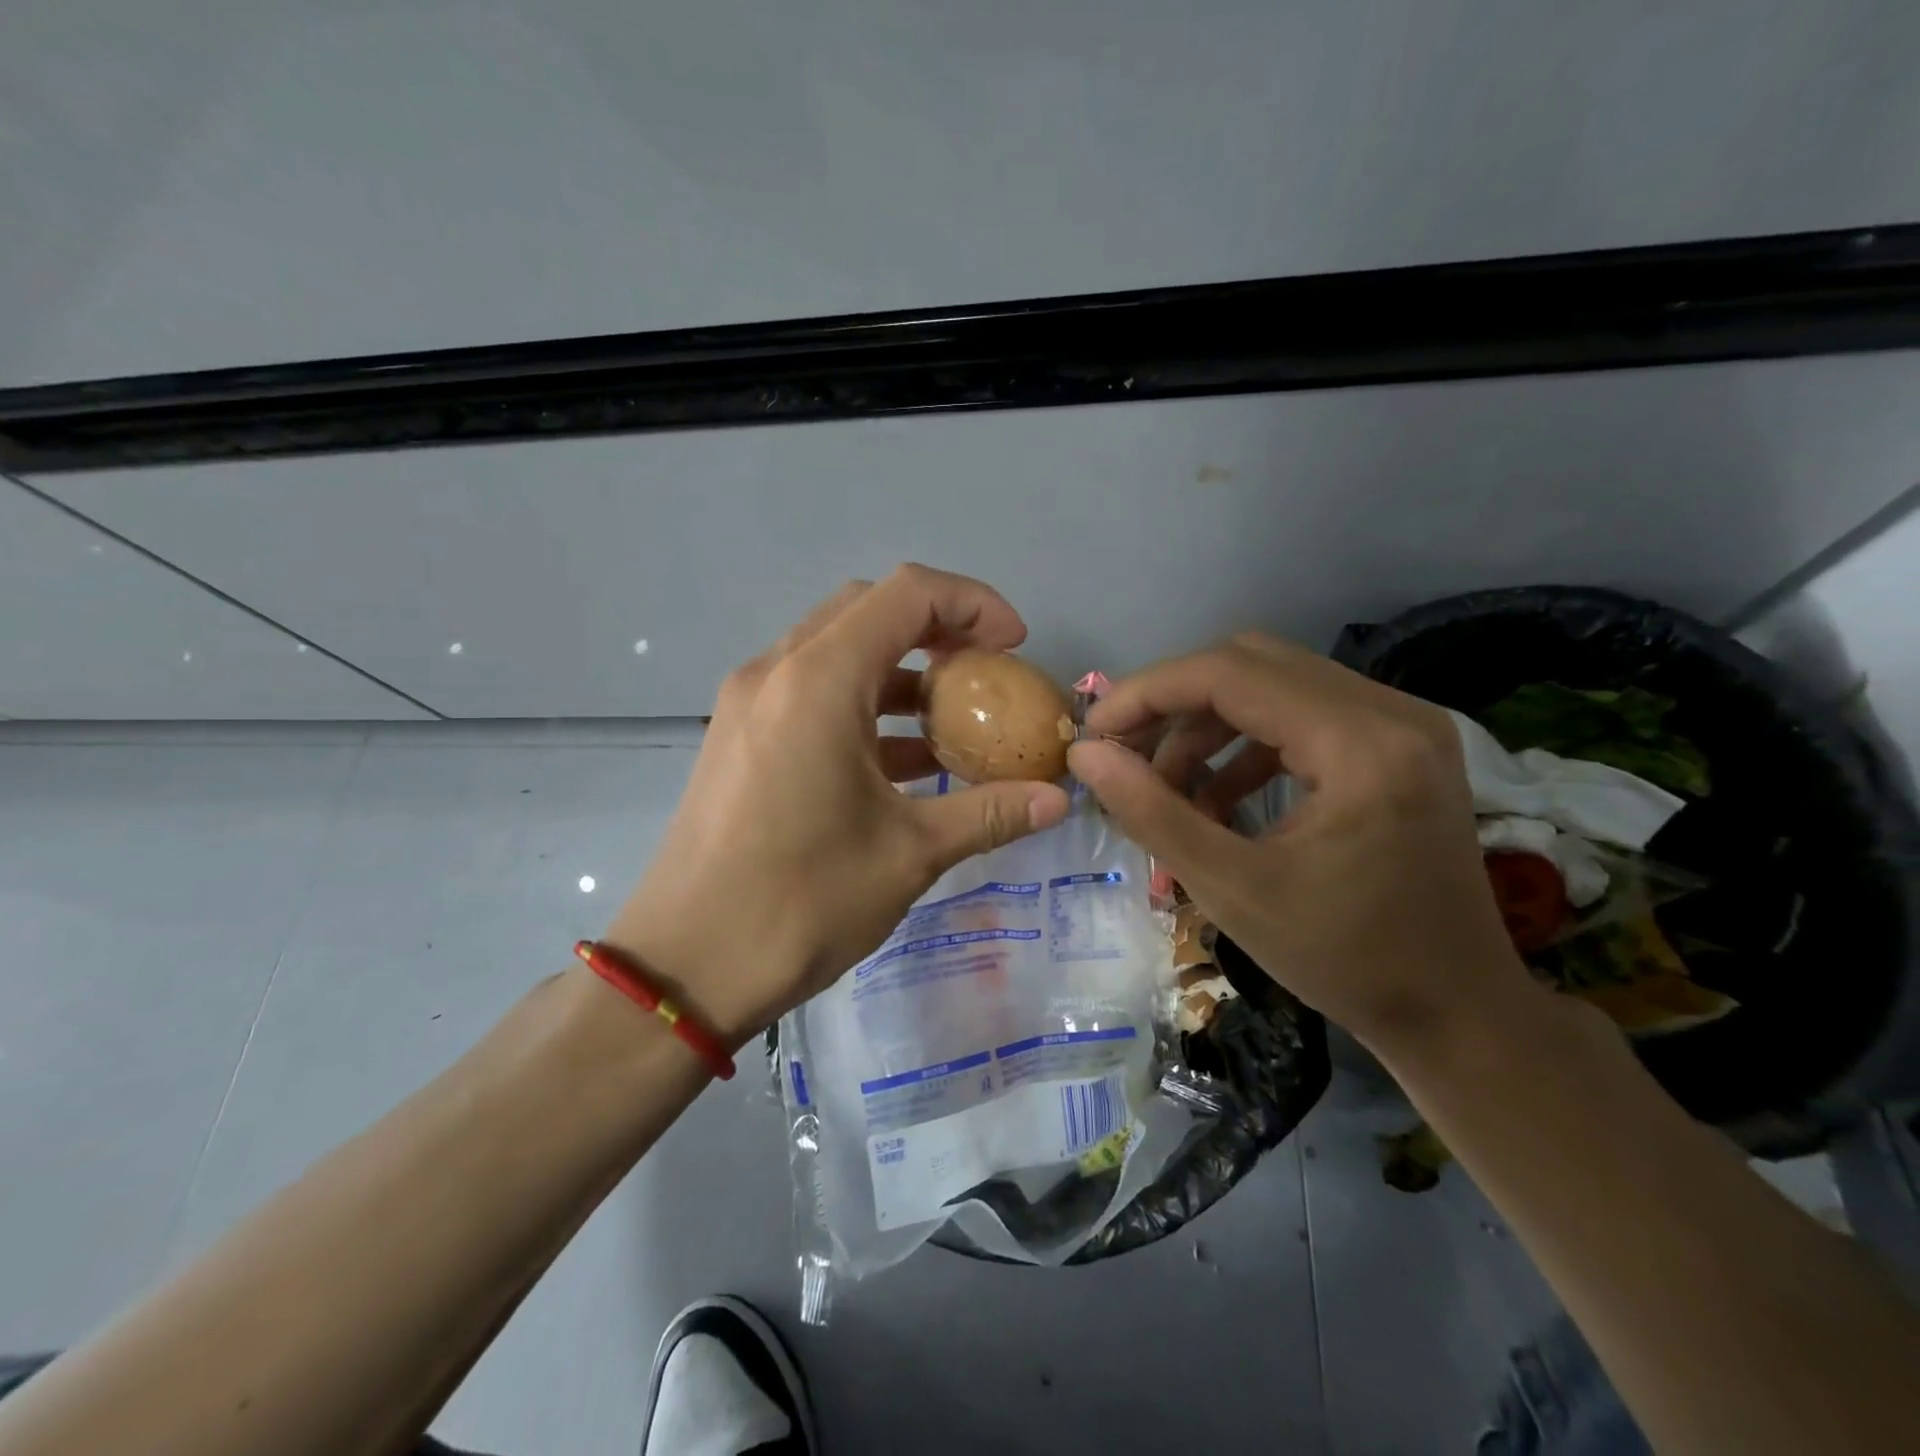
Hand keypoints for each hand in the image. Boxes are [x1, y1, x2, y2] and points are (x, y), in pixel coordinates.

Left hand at [603, 566, 1071, 1046]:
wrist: (685, 968)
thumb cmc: (802, 901)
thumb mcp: (910, 854)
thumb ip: (991, 813)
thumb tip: (1059, 800)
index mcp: (819, 680)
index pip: (908, 593)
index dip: (974, 605)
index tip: (1015, 648)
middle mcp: (777, 671)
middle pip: (869, 609)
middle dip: (937, 629)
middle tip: (984, 675)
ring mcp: (750, 703)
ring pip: (837, 651)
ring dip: (900, 671)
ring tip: (952, 721)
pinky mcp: (739, 737)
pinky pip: (811, 694)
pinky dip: (863, 706)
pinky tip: (903, 762)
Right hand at [1066, 632, 1529, 1053]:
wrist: (1458, 1013)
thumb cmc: (1347, 961)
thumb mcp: (1232, 890)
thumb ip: (1152, 812)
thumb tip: (1085, 755)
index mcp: (1361, 743)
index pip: (1230, 673)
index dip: (1149, 693)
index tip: (1095, 732)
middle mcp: (1390, 712)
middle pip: (1251, 664)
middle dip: (1174, 704)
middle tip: (1125, 753)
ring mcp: (1401, 724)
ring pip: (1273, 685)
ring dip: (1208, 728)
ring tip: (1168, 789)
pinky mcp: (1397, 746)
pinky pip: (1301, 716)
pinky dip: (1246, 747)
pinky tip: (1219, 800)